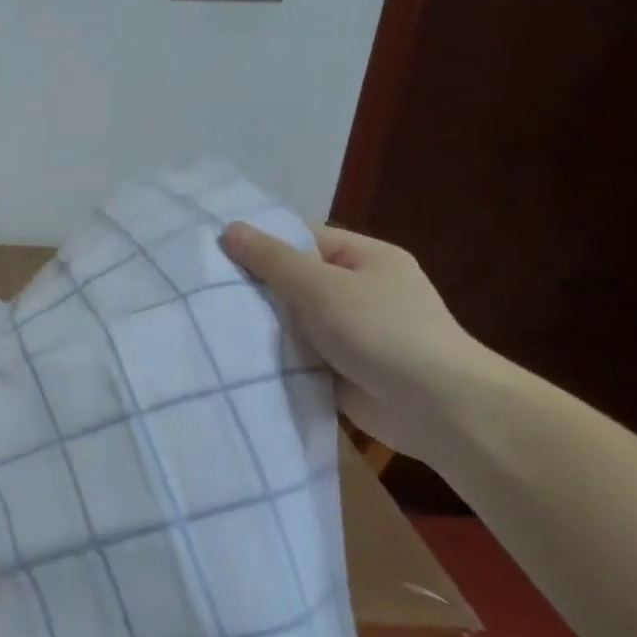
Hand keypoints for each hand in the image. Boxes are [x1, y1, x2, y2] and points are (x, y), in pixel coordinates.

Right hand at [220, 221, 487, 461]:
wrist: (434, 407)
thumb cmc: (380, 330)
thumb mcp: (320, 285)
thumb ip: (272, 259)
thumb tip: (229, 229)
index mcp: (365, 258)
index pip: (303, 238)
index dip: (261, 243)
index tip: (213, 252)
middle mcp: (358, 290)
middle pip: (294, 279)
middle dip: (254, 286)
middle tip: (202, 288)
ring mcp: (350, 331)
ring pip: (291, 319)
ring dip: (261, 324)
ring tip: (206, 320)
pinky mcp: (338, 367)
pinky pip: (296, 352)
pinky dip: (272, 354)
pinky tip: (232, 353)